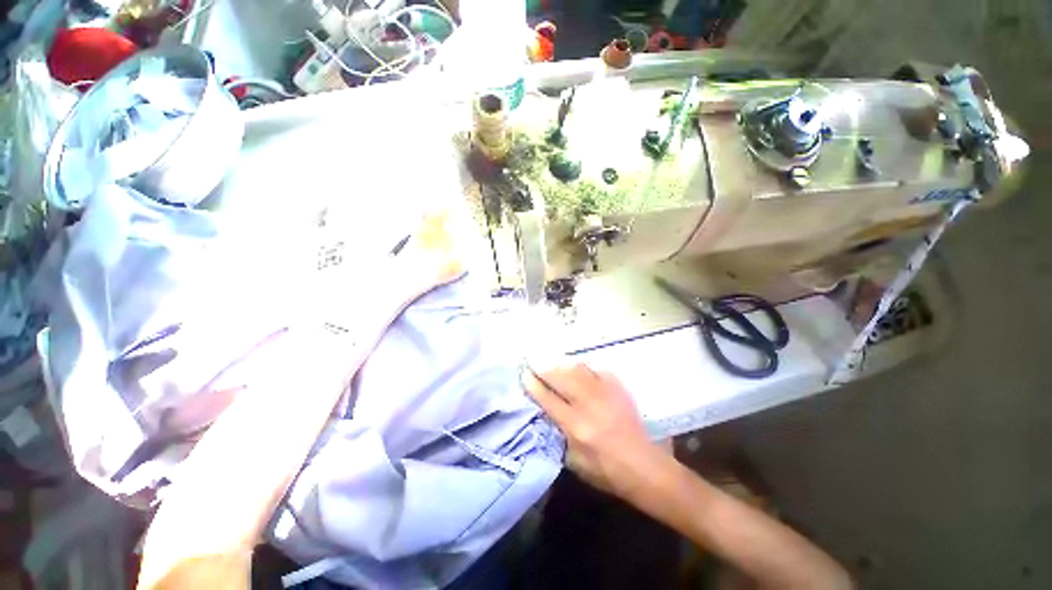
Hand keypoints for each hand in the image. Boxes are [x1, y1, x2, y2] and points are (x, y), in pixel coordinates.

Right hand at [524, 363, 665, 500]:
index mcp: (576, 426)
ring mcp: (605, 393)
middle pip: (561, 378)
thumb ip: (558, 437)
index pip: (548, 399)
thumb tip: (546, 415)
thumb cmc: (606, 471)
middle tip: (535, 364)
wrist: (644, 467)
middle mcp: (588, 405)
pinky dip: (584, 367)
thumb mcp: (574, 462)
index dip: (534, 385)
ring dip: (562, 365)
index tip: (525, 375)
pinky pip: (597, 370)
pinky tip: (578, 368)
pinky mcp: (618, 389)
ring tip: (552, 363)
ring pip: (578, 370)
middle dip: (545, 369)